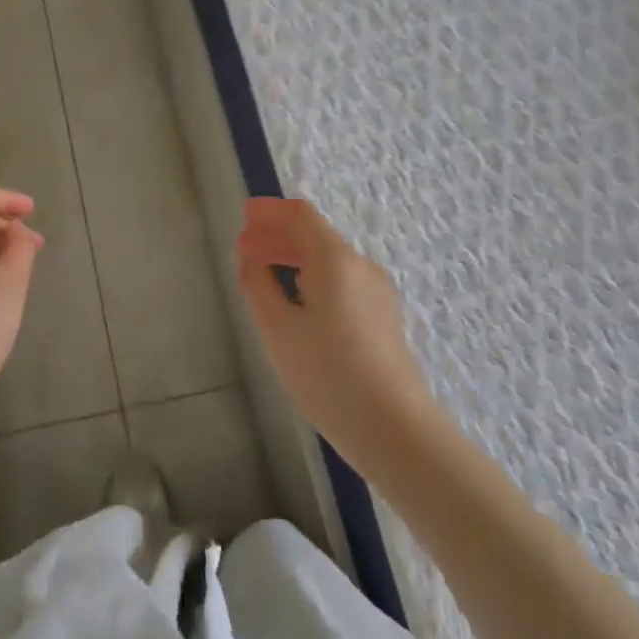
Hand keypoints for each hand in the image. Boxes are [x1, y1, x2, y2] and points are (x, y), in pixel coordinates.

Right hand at [236, 197, 436, 472]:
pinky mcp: (383, 316)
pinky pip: (342, 281)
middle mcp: (361, 266)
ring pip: (329, 260)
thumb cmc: (327, 374)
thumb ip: (258, 283)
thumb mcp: (277, 328)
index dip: (270, 210)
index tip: (244, 214)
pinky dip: (313, 276)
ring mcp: (377, 292)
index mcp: (335, 260)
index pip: (300, 215)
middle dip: (278, 235)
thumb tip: (251, 256)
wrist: (394, 428)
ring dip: (294, 257)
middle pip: (315, 235)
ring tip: (264, 271)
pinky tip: (297, 300)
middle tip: (245, 246)